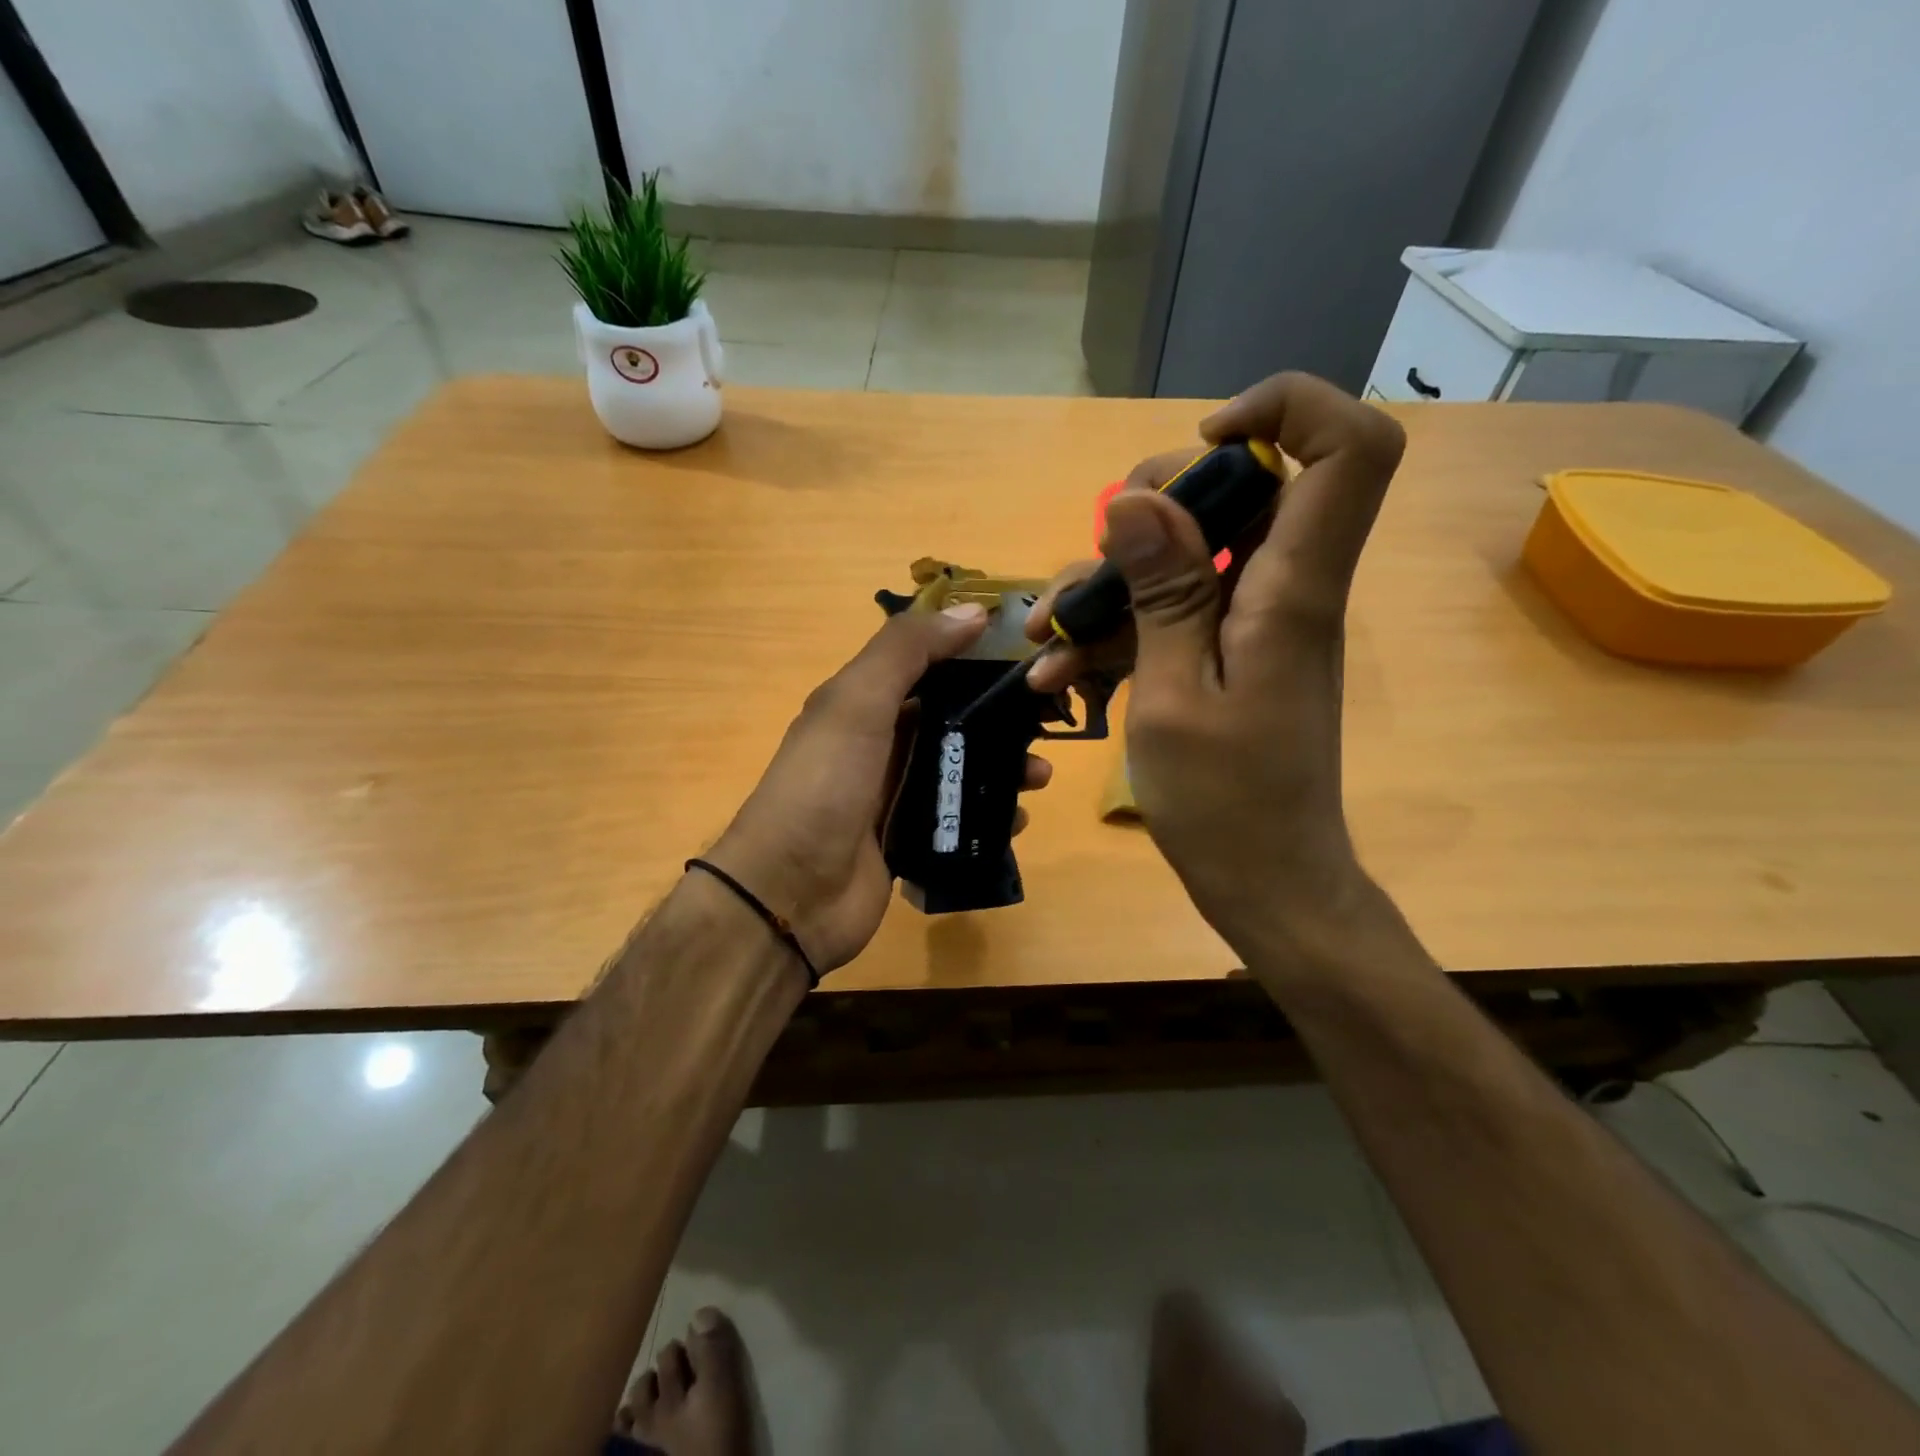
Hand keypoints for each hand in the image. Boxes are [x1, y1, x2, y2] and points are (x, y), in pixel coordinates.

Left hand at [707, 605, 1052, 976]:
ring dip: (1003, 769)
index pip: (927, 666)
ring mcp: (896, 796)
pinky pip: (960, 819)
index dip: (974, 656)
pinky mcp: (911, 841)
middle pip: (953, 719)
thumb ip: (907, 650)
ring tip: (1037, 778)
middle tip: (1046, 725)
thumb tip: (972, 611)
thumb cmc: (823, 786)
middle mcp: (881, 745)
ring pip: (962, 770)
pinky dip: (991, 816)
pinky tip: (1016, 821)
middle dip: (1000, 719)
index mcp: (863, 704)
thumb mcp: (856, 702)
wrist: (789, 895)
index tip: (1025, 655)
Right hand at [1037, 372, 1404, 962]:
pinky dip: (1117, 633)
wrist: (1268, 885)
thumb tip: (1135, 497)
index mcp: (1291, 590)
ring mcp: (1254, 622)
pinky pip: (1173, 611)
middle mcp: (1283, 589)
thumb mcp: (1174, 696)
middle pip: (1243, 488)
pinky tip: (1061, 677)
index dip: (1286, 411)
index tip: (1202, 441)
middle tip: (1095, 557)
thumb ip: (1163, 593)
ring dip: (1111, 586)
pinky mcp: (1228, 654)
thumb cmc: (1226, 806)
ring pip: (1188, 553)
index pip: (1347, 449)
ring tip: (1048, 640)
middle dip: (1152, 506)